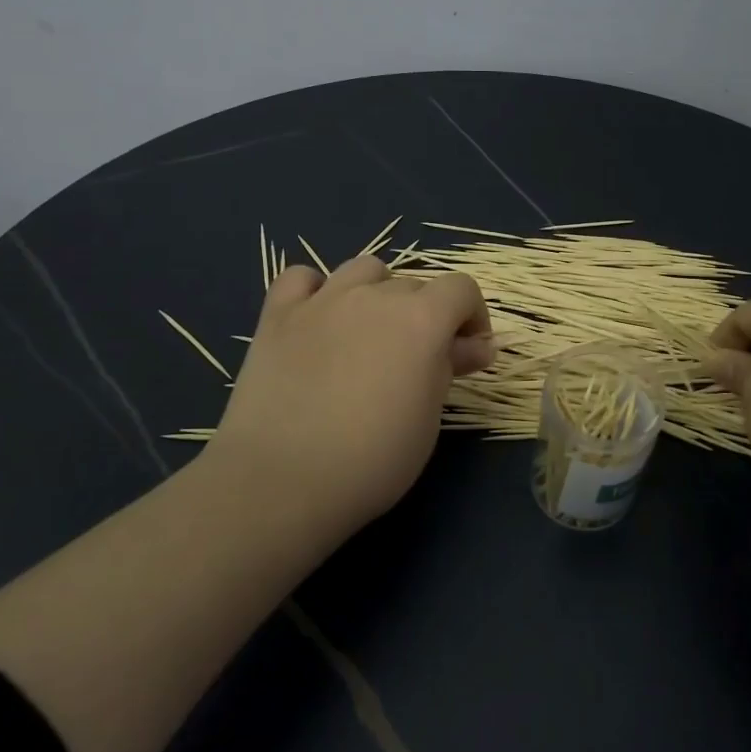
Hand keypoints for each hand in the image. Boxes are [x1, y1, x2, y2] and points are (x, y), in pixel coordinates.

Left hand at [204, 257, 492, 536]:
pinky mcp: (277, 315)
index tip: (467, 352)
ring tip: (370, 333)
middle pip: (414, 284)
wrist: (282, 481)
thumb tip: (474, 346)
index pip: (462, 288)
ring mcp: (322, 300)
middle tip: (417, 362)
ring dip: (378, 293)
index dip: (472, 316)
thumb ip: (450, 368)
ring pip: (363, 270)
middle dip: (426, 316)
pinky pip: (302, 278)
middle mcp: (375, 296)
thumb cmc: (373, 459)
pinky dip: (316, 291)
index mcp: (421, 319)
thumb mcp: (429, 418)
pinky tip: (318, 320)